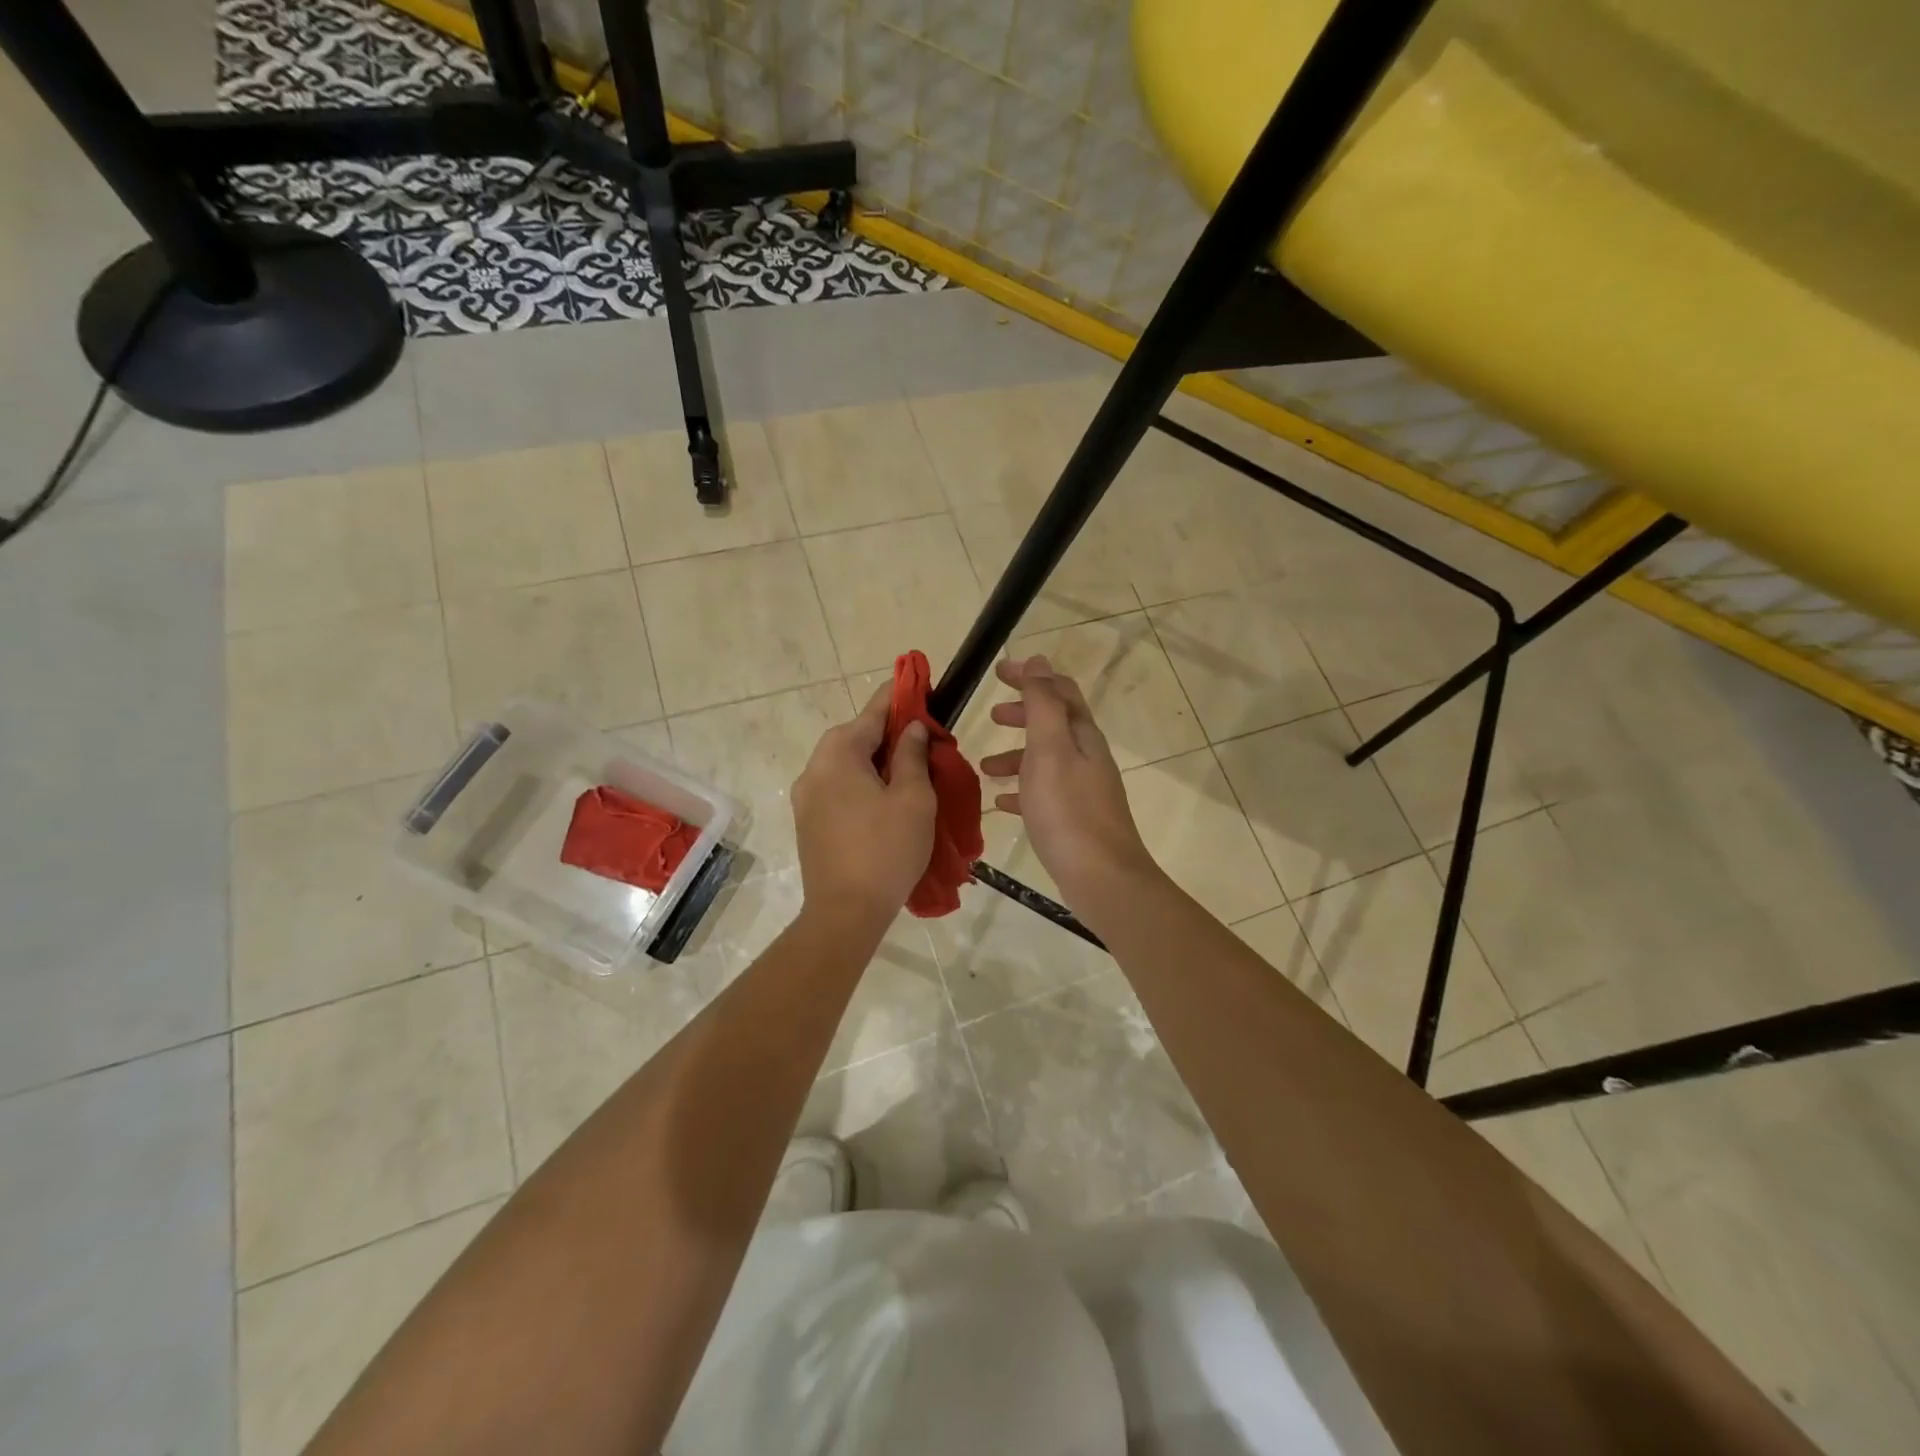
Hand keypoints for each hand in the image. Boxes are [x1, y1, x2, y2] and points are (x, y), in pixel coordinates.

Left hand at [792, 686, 936, 937]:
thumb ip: (911, 755)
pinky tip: (884, 797)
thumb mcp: (912, 798)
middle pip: (854, 736)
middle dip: (888, 732)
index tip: (917, 682)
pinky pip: (837, 786)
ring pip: (845, 763)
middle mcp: (814, 767)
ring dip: (874, 759)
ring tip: (907, 769)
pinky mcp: (808, 820)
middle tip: (922, 738)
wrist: (845, 912)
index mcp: (838, 754)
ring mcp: (806, 796)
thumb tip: (911, 729)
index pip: (873, 712)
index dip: (898, 696)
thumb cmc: (886, 849)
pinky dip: (861, 781)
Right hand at [979, 655, 1159, 912]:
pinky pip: (1044, 793)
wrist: (1101, 877)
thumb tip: (1038, 661)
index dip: (1030, 677)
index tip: (997, 673)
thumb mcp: (1049, 749)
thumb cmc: (1068, 810)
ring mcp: (1083, 789)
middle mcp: (1087, 756)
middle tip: (992, 716)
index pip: (1058, 690)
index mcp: (1082, 735)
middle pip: (1054, 723)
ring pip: (1046, 759)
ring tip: (984, 766)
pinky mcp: (1075, 818)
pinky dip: (1022, 789)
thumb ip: (1042, 704)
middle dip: (1023, 714)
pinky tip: (1002, 803)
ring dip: (1016, 755)